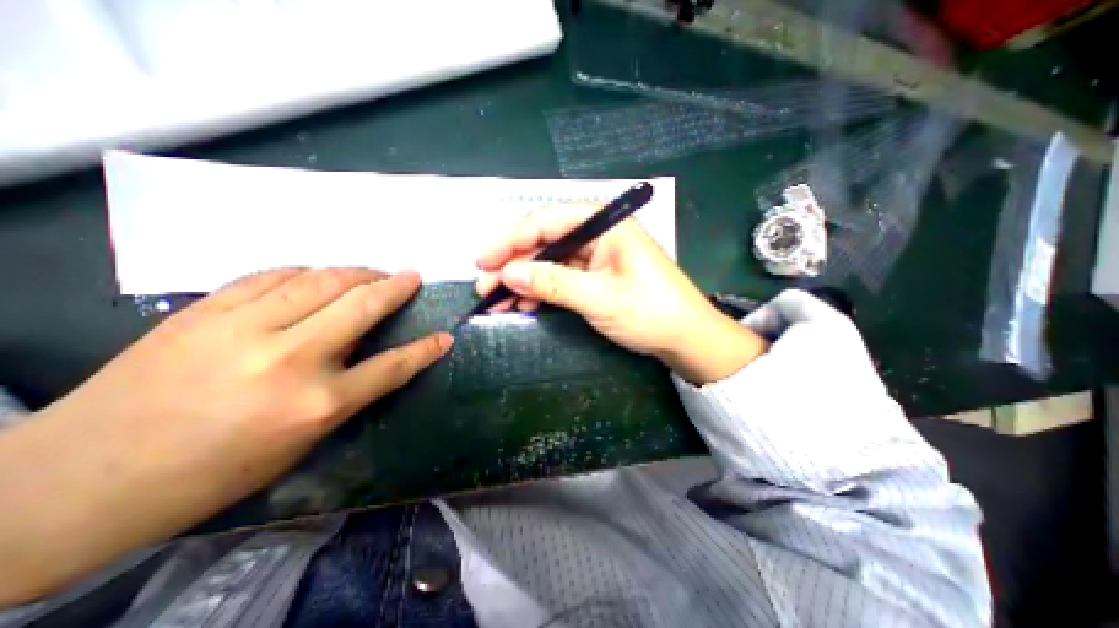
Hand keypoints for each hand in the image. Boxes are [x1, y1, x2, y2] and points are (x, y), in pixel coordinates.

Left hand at [0, 267, 449, 605]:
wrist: (79, 481)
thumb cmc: (215, 471)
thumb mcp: (301, 441)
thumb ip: (345, 392)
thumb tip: (371, 354)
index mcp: (317, 404)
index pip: (392, 366)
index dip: (425, 349)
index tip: (444, 336)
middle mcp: (289, 359)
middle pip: (361, 306)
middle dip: (395, 287)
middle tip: (411, 276)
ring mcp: (243, 330)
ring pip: (320, 281)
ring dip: (356, 272)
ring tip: (372, 272)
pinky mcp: (204, 312)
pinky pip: (272, 276)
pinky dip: (305, 272)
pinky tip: (317, 275)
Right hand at [472, 209, 770, 382]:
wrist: (686, 338)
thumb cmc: (650, 312)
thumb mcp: (598, 298)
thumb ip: (552, 283)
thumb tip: (508, 274)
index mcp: (604, 224)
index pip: (546, 221)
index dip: (509, 240)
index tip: (482, 261)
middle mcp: (598, 233)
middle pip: (544, 241)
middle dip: (512, 263)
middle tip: (484, 286)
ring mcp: (596, 255)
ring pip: (549, 261)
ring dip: (523, 280)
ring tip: (497, 300)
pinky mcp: (596, 275)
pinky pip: (561, 277)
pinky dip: (541, 290)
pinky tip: (524, 304)